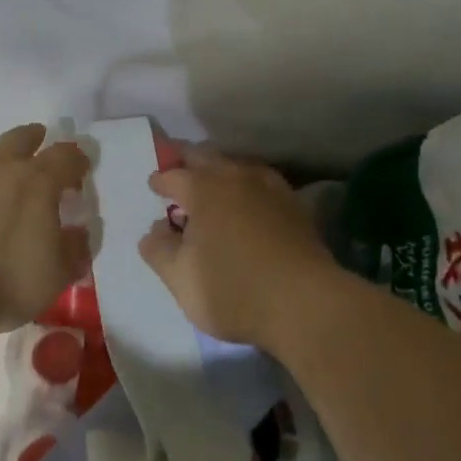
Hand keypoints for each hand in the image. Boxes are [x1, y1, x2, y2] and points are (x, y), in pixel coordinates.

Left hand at [0, 123, 91, 338]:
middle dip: (35, 139)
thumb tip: (78, 234)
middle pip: (21, 137)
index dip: (78, 160)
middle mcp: (0, 166)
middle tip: (40, 148)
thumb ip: (74, 250)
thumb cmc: (4, 280)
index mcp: (38, 181)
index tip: (81, 169)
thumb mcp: (57, 276)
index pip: (66, 156)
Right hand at [137, 147, 335, 349]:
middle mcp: (236, 177)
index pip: (173, 175)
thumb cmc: (233, 290)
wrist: (305, 303)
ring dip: (220, 169)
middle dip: (188, 161)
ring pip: (237, 164)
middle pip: (207, 156)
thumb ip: (159, 250)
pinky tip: (249, 200)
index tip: (154, 186)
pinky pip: (262, 181)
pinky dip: (247, 184)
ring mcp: (270, 187)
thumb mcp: (180, 279)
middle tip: (178, 170)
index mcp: (203, 190)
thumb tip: (155, 230)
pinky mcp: (294, 204)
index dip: (160, 180)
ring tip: (212, 183)